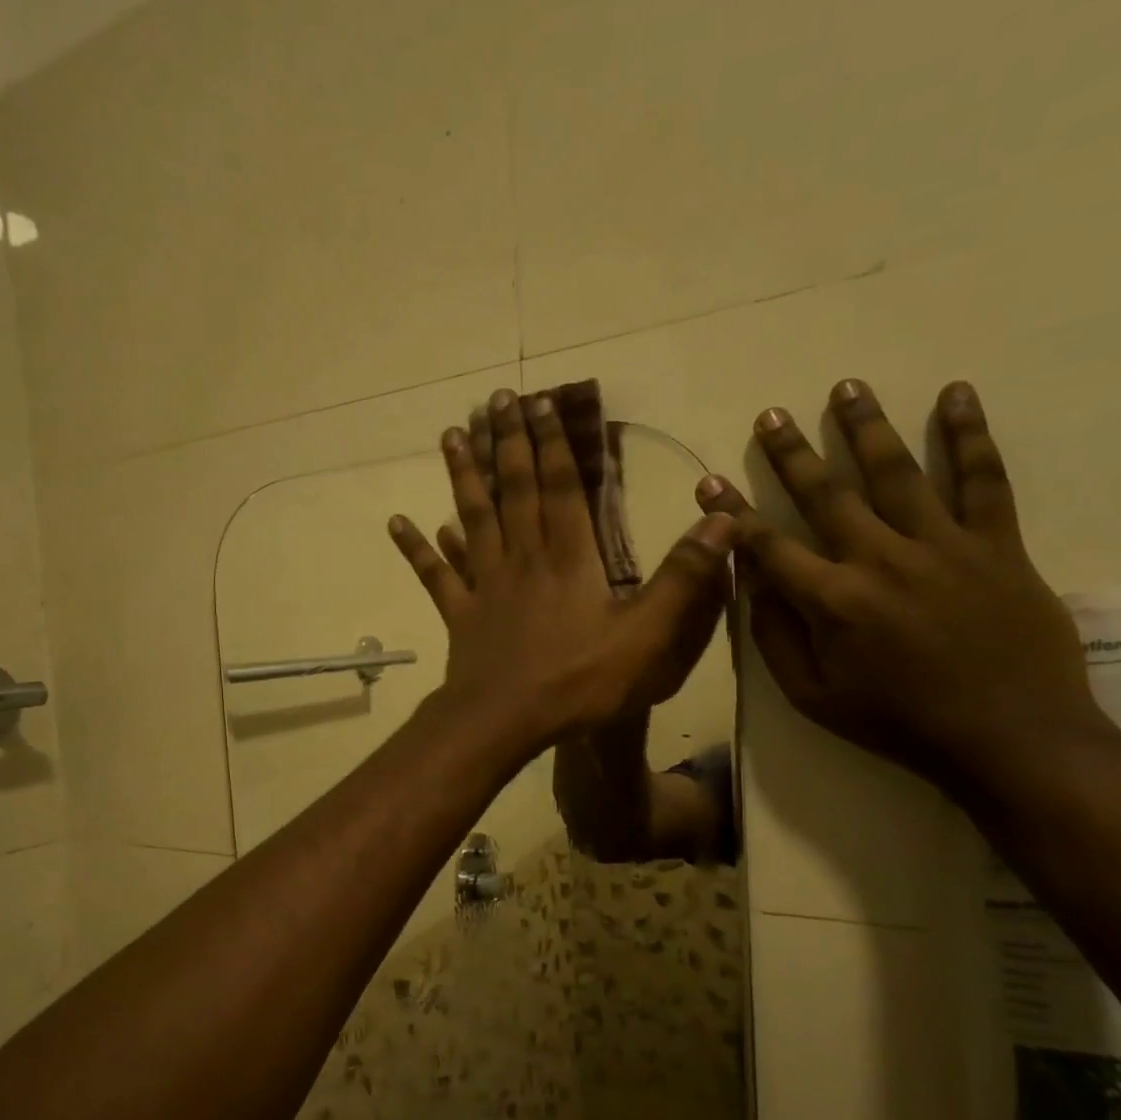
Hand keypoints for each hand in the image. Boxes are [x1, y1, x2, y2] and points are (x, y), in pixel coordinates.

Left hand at [390, 388, 734, 758]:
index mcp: (568, 558)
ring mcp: (484, 585)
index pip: (561, 486)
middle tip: (495, 399)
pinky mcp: (459, 614)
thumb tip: (722, 519)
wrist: (505, 720)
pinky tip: (398, 521)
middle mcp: (522, 558)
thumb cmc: (578, 681)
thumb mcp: (647, 635)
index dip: (553, 443)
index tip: (541, 401)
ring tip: (450, 435)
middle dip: (507, 441)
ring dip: (461, 475)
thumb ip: (684, 580)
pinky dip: (417, 548)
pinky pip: (434, 574)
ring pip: (472, 518)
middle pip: (513, 489)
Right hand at [696, 379, 1115, 790]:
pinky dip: (969, 435)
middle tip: (770, 415)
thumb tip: (752, 585)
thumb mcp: (813, 697)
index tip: (708, 480)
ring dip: (866, 427)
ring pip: (897, 473)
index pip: (768, 546)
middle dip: (791, 453)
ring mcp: (943, 546)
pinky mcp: (997, 544)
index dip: (733, 512)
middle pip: (826, 495)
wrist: (1009, 738)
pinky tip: (955, 394)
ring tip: (846, 387)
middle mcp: (881, 560)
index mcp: (832, 601)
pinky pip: (984, 480)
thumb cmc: (898, 723)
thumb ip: (775, 639)